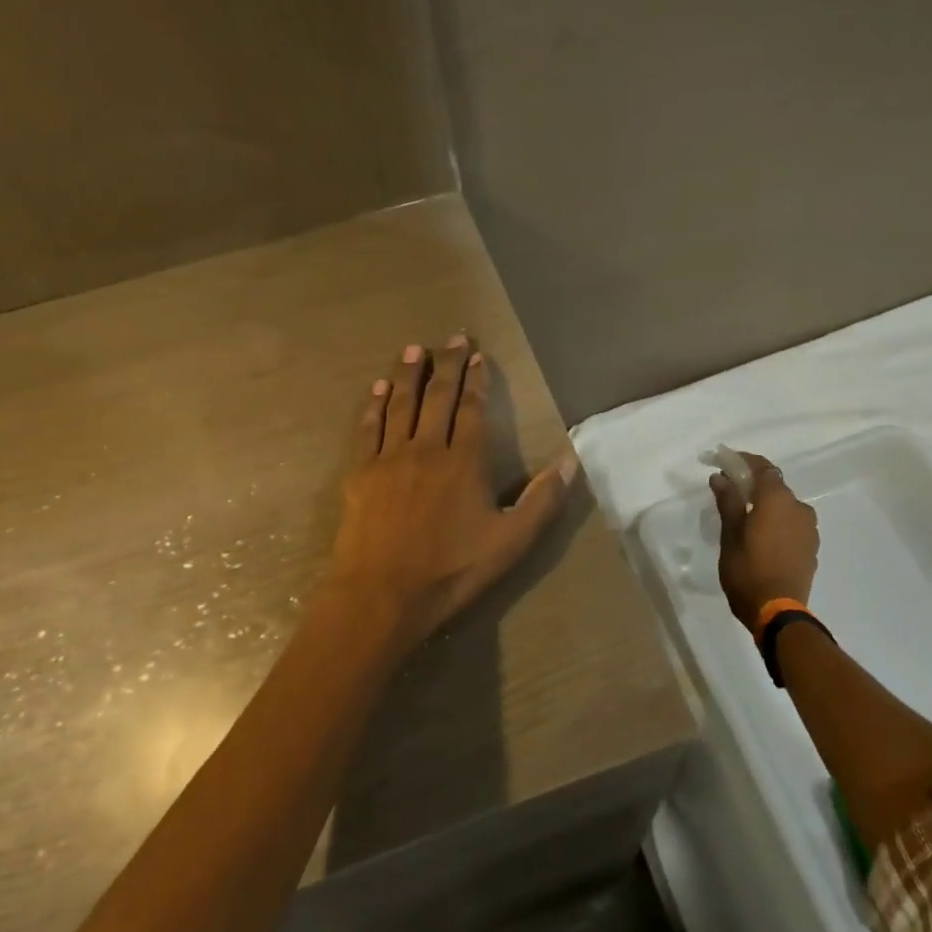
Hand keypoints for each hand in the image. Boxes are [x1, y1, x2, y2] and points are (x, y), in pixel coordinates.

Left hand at [326, 336, 576, 646]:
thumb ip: (542, 500)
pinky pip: (369, 428)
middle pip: (438, 397)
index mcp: (465, 462)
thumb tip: (571, 461)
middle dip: (446, 364)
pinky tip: (380, 388)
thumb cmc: (451, 571)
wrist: (381, 595)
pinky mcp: (360, 473)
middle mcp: (427, 449)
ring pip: (401, 404)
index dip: (476, 379)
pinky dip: (376, 404)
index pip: (473, 409)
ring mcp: (390, 458)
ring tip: (414, 348)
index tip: (476, 354)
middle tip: (451, 336)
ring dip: (409, 373)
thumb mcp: (510, 542)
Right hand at [709, 452, 818, 631]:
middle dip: (752, 483)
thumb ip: (728, 502)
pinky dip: (776, 521)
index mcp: (778, 500)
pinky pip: (791, 524)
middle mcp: (799, 508)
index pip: (762, 467)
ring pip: (784, 506)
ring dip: (765, 504)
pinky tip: (761, 536)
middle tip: (729, 490)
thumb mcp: (730, 535)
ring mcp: (809, 529)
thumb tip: (721, 477)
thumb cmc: (748, 571)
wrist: (778, 613)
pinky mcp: (811, 548)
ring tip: (744, 516)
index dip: (742, 460)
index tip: (723, 461)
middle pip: (774, 485)